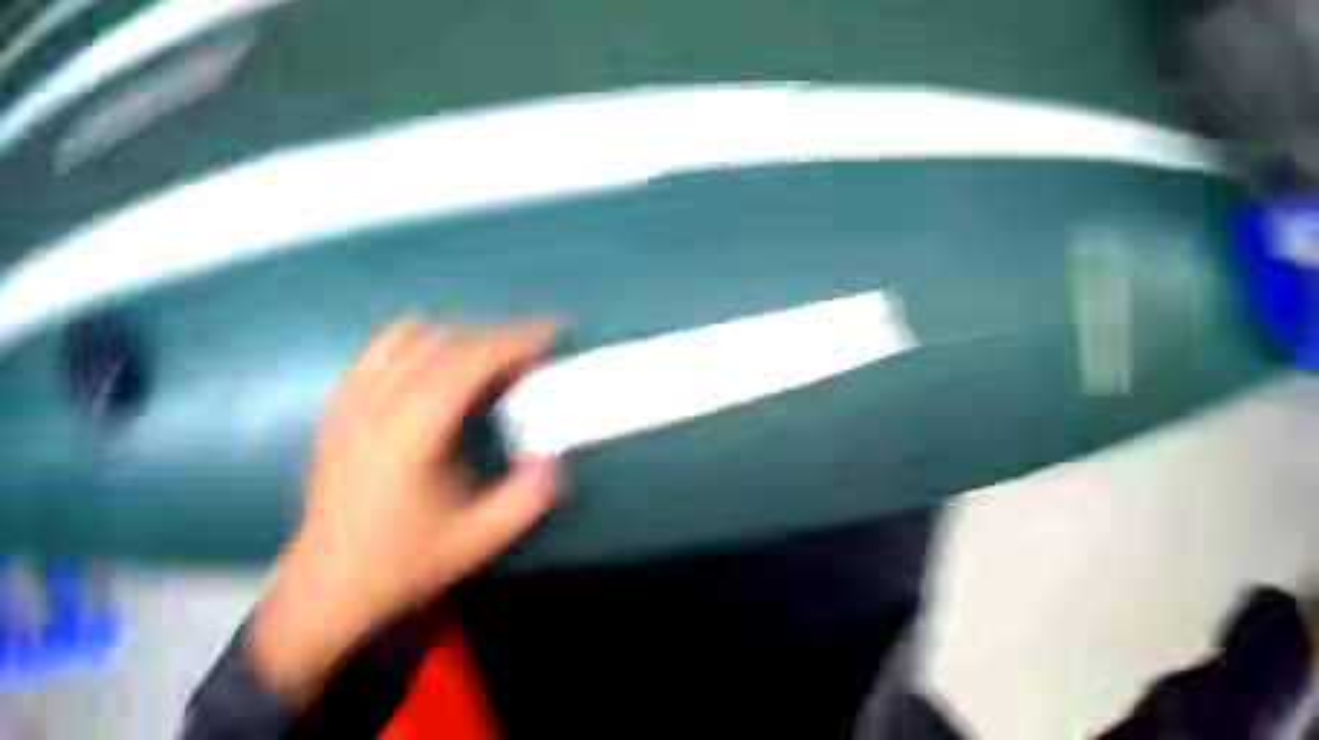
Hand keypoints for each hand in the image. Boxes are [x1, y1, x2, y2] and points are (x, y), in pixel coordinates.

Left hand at [247, 319, 559, 706]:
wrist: (332, 577)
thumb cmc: (402, 563)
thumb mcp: (474, 544)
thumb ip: (523, 501)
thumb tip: (552, 460)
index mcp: (413, 429)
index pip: (470, 360)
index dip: (515, 341)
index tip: (550, 334)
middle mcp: (379, 399)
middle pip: (442, 341)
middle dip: (490, 340)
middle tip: (522, 362)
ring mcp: (352, 397)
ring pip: (406, 336)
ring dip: (450, 339)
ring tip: (474, 365)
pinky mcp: (336, 405)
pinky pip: (377, 353)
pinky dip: (410, 349)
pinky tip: (422, 378)